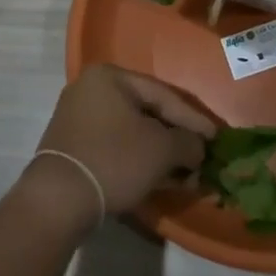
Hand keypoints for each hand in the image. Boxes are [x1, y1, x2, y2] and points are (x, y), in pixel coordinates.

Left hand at [24, 65, 216, 229]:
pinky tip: (161, 179)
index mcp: (110, 77)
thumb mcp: (161, 149)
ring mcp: (79, 118)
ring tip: (186, 175)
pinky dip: (139, 160)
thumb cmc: (114, 160)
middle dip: (177, 138)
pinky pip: (116, 146)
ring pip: (132, 132)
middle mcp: (91, 89)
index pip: (163, 94)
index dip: (194, 119)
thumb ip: (188, 142)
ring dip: (161, 153)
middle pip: (147, 112)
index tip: (216, 139)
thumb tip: (198, 148)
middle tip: (202, 157)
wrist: (59, 199)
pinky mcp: (74, 146)